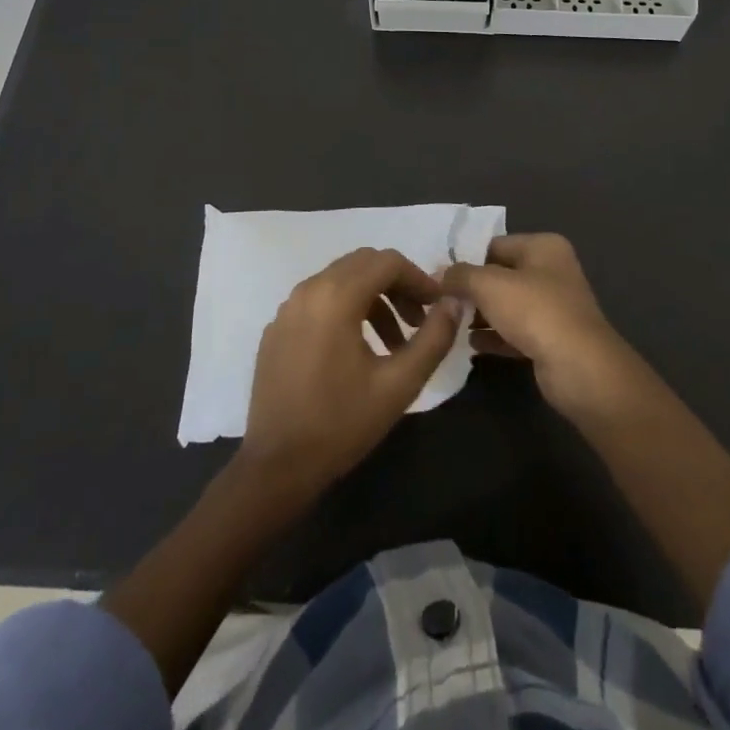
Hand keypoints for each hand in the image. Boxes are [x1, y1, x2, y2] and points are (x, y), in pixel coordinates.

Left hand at [237, 247, 461, 506]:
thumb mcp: (399, 384)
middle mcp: (308, 289)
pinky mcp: (277, 328)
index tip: (437, 306)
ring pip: (340, 280)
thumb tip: (454, 303)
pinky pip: (318, 300)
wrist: (276, 467)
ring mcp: (287, 308)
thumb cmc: (341, 424)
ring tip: (395, 343)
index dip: (419, 278)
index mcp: (336, 296)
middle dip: (397, 285)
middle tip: (418, 320)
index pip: (387, 261)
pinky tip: (357, 351)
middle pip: (363, 264)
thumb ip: (433, 338)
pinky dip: (345, 310)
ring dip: (373, 299)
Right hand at [442, 233, 636, 417]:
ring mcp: (554, 307)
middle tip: (440, 303)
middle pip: (501, 275)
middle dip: (472, 290)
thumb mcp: (489, 285)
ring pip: (507, 306)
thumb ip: (461, 275)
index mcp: (543, 247)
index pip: (495, 245)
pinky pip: (515, 332)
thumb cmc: (535, 311)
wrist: (579, 368)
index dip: (467, 259)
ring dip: (480, 315)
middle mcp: (552, 271)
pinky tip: (470, 346)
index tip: (438, 277)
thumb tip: (439, 274)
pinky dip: (494, 337)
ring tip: (450, 324)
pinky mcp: (551, 340)